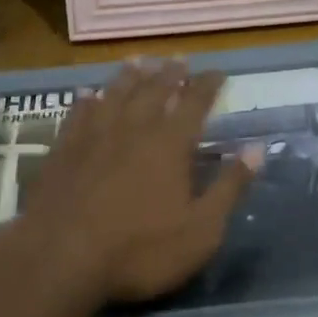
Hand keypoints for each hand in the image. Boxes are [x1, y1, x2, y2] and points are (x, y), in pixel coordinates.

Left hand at [13, 59, 254, 303]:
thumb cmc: (139, 250)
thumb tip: (258, 149)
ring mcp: (94, 135)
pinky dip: (87, 100)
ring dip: (130, 76)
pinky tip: (88, 93)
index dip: (207, 85)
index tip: (217, 71)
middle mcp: (133, 128)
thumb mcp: (200, 230)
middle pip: (154, 90)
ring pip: (115, 94)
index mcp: (169, 144)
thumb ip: (229, 188)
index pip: (194, 103)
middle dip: (170, 73)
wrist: (60, 257)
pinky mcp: (63, 149)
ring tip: (139, 61)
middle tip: (179, 59)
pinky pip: (78, 113)